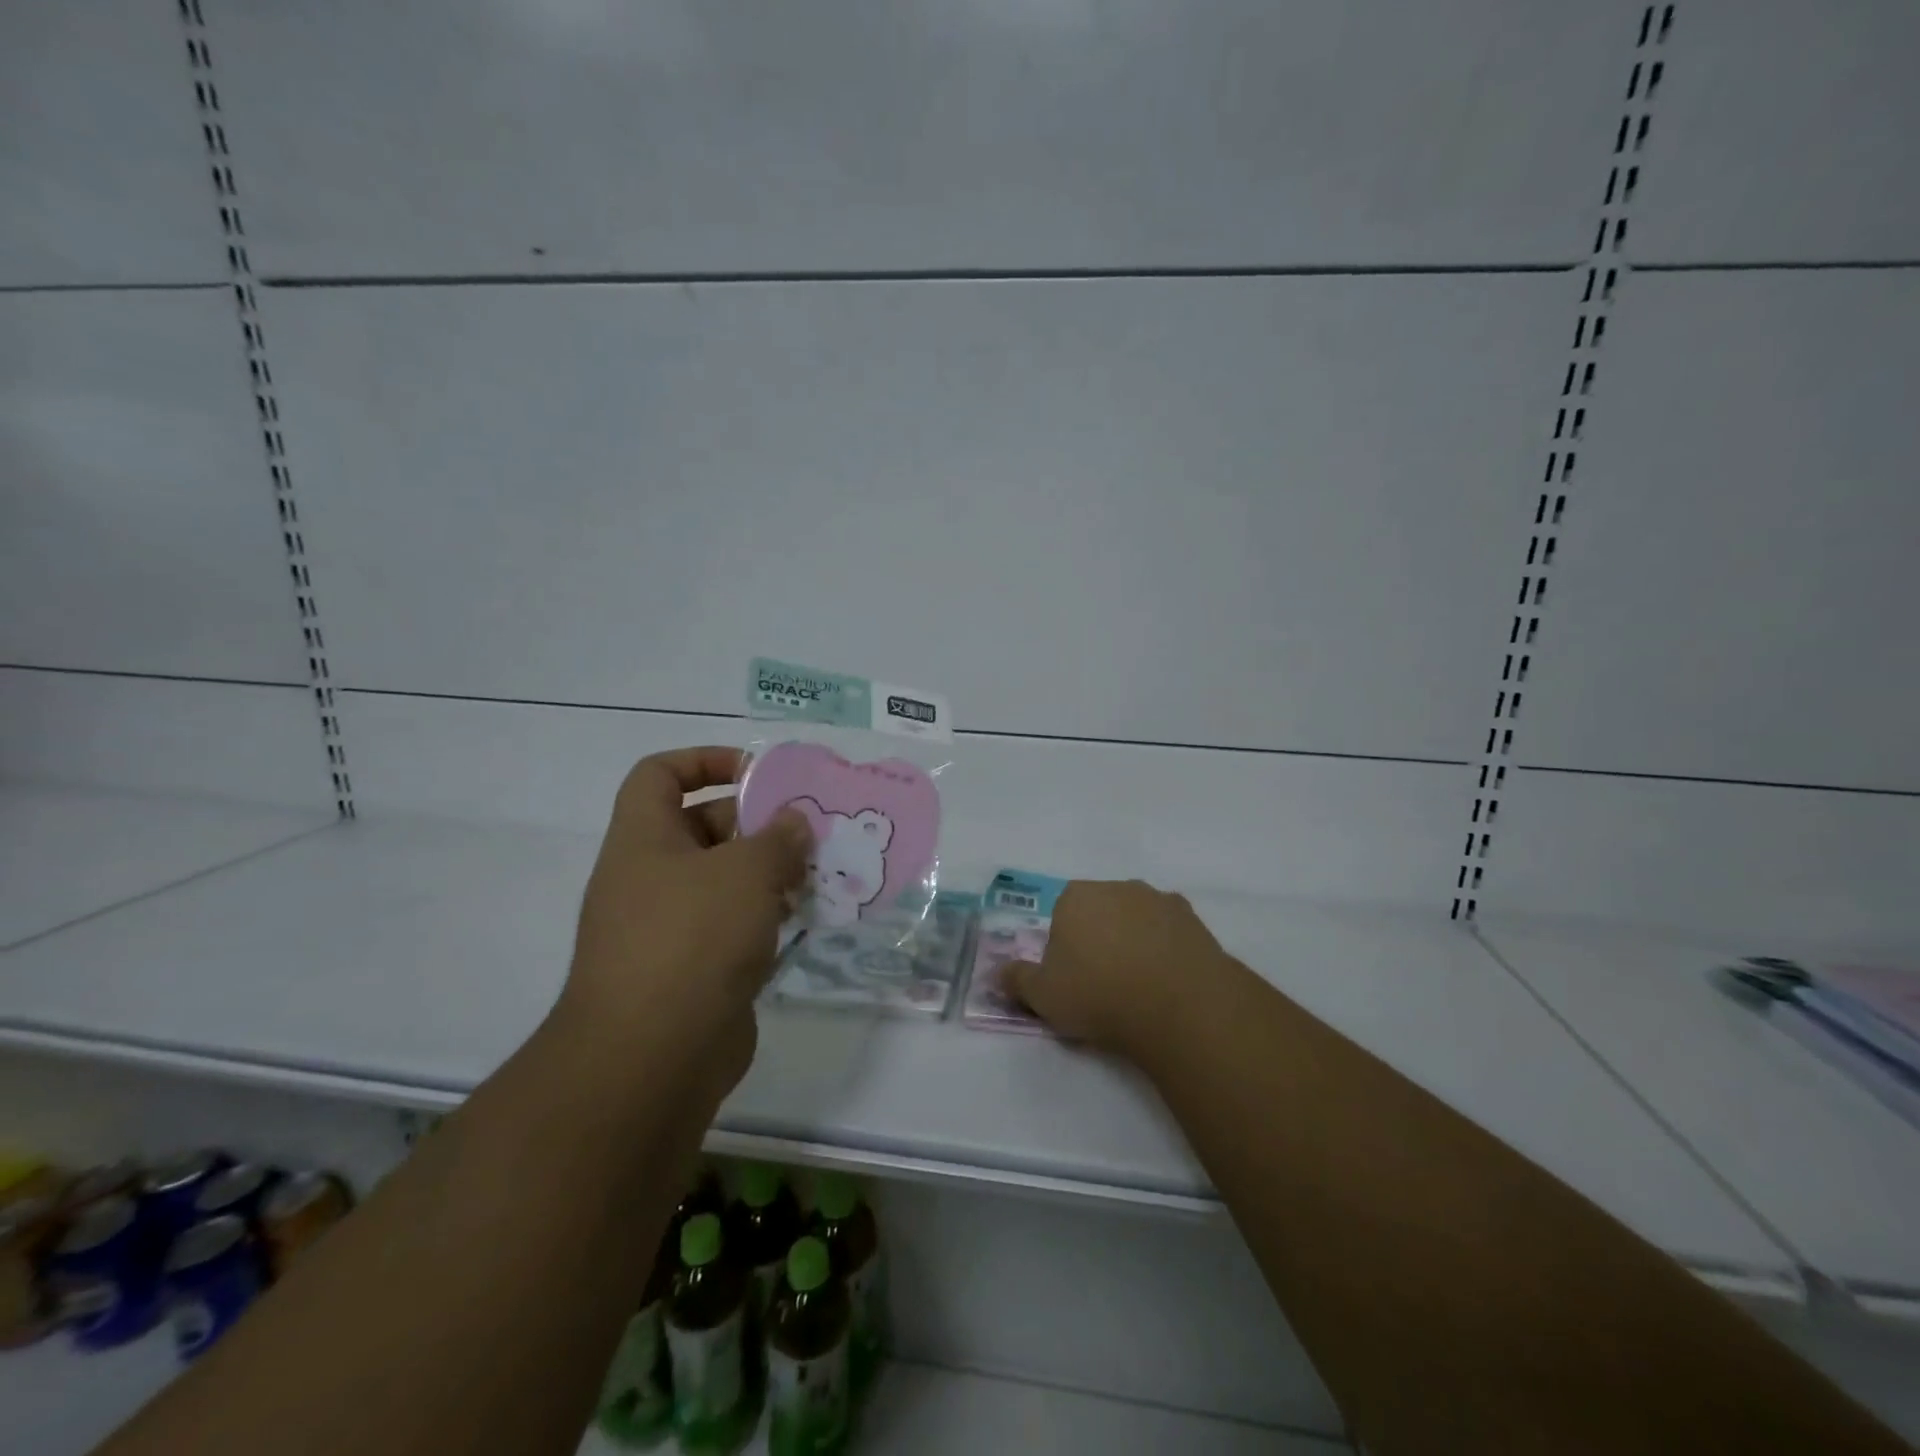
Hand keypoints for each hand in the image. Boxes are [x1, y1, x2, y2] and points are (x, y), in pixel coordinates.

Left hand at [559, 746, 810, 1095]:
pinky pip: (732, 926)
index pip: (660, 774)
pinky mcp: (691, 970)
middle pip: (702, 827)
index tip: (758, 774)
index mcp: (644, 840)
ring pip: (723, 881)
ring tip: (819, 871)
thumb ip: (778, 838)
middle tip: (808, 829)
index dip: (705, 760)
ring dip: (769, 872)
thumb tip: (794, 822)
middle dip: (756, 822)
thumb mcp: (746, 872)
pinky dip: (766, 917)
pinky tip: (806, 918)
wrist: (652, 1058)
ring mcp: (668, 927)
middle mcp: (649, 878)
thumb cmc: (693, 939)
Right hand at [1003, 879, 1228, 1058]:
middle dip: (1100, 939)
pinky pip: (1171, 933)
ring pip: (1138, 919)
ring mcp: (1160, 900)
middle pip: (1100, 911)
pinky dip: (1168, 950)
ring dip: (1136, 942)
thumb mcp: (1043, 996)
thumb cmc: (1098, 995)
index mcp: (1075, 897)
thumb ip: (1017, 981)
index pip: (1061, 914)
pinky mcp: (1194, 920)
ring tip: (1140, 988)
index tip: (1072, 978)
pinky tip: (1169, 982)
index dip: (1064, 947)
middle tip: (1103, 984)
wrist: (1179, 1005)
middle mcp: (1117, 887)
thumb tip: (997, 974)